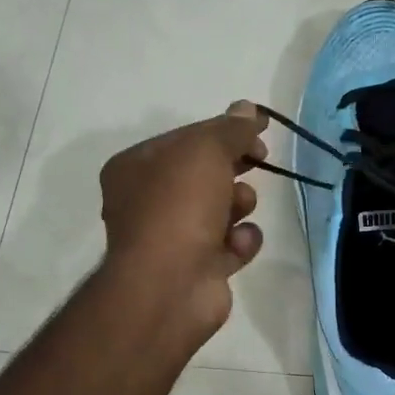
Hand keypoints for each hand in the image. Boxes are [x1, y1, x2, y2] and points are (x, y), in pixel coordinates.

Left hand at [99, 101, 269, 342]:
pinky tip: (237, 244)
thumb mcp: (205, 151)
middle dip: (234, 167)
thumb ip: (230, 129)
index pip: (187, 138)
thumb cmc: (178, 206)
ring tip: (240, 209)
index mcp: (136, 167)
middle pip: (205, 173)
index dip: (224, 132)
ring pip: (221, 208)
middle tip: (258, 161)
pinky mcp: (198, 268)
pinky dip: (239, 241)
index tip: (258, 132)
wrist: (170, 285)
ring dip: (240, 204)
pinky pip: (230, 244)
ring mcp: (172, 238)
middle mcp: (148, 201)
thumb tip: (248, 109)